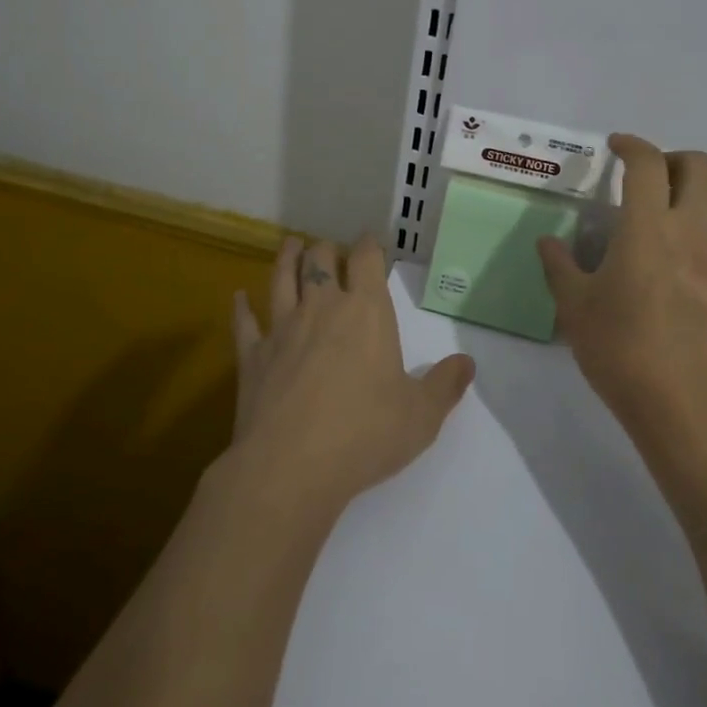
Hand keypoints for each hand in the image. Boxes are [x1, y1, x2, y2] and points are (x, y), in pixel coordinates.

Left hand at [229, 235, 474, 515]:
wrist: (291, 466)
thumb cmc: (364, 433)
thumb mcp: (421, 415)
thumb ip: (446, 385)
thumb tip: (468, 363)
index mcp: (366, 312)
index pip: (367, 260)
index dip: (369, 245)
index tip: (370, 240)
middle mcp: (322, 308)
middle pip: (321, 261)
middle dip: (327, 250)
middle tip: (330, 249)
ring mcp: (282, 329)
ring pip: (282, 279)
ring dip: (287, 259)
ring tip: (291, 245)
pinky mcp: (252, 356)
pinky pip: (245, 323)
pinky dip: (242, 308)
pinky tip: (238, 297)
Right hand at [537, 135, 706, 455]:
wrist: (686, 407)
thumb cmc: (621, 351)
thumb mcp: (575, 308)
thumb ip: (559, 266)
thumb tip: (548, 242)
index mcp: (648, 230)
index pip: (647, 163)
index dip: (631, 145)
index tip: (615, 147)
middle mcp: (692, 233)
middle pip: (699, 166)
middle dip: (671, 159)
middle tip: (645, 180)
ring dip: (684, 202)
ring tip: (656, 237)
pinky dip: (695, 244)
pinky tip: (675, 282)